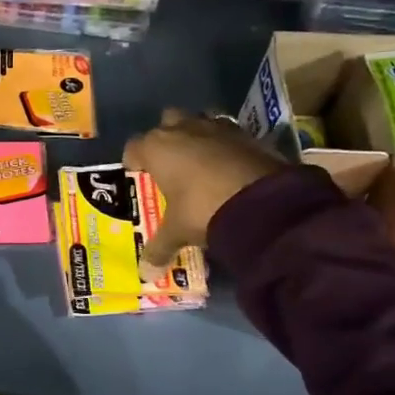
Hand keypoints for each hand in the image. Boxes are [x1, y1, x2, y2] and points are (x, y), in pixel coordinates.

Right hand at [123, 109, 283, 274]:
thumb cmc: (203, 208)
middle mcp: (182, 129)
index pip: (134, 147)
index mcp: (156, 148)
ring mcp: (216, 127)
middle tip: (170, 164)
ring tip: (199, 160)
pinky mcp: (245, 132)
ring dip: (196, 135)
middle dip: (166, 138)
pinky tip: (228, 165)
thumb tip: (145, 274)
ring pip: (198, 119)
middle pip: (166, 122)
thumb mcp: (177, 232)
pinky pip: (227, 132)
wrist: (261, 200)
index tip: (138, 174)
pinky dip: (224, 144)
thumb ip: (159, 249)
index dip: (134, 161)